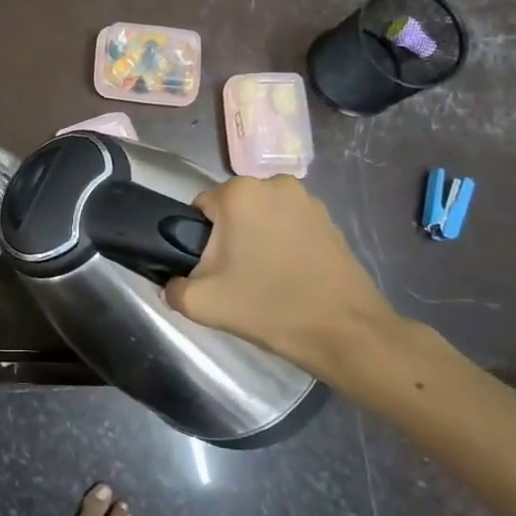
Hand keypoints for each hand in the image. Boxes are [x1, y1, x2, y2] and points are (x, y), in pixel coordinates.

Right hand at [165, 176, 399, 380]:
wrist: (345, 332)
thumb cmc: (268, 307)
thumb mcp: (201, 303)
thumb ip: (172, 287)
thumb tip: (171, 281)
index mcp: (239, 193)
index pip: (200, 208)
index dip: (200, 239)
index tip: (213, 269)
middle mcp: (272, 183)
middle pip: (233, 209)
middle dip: (230, 237)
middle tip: (237, 277)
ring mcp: (306, 199)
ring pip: (262, 215)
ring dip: (258, 237)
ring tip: (267, 278)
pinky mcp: (330, 219)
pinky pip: (290, 224)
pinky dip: (284, 243)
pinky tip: (292, 275)